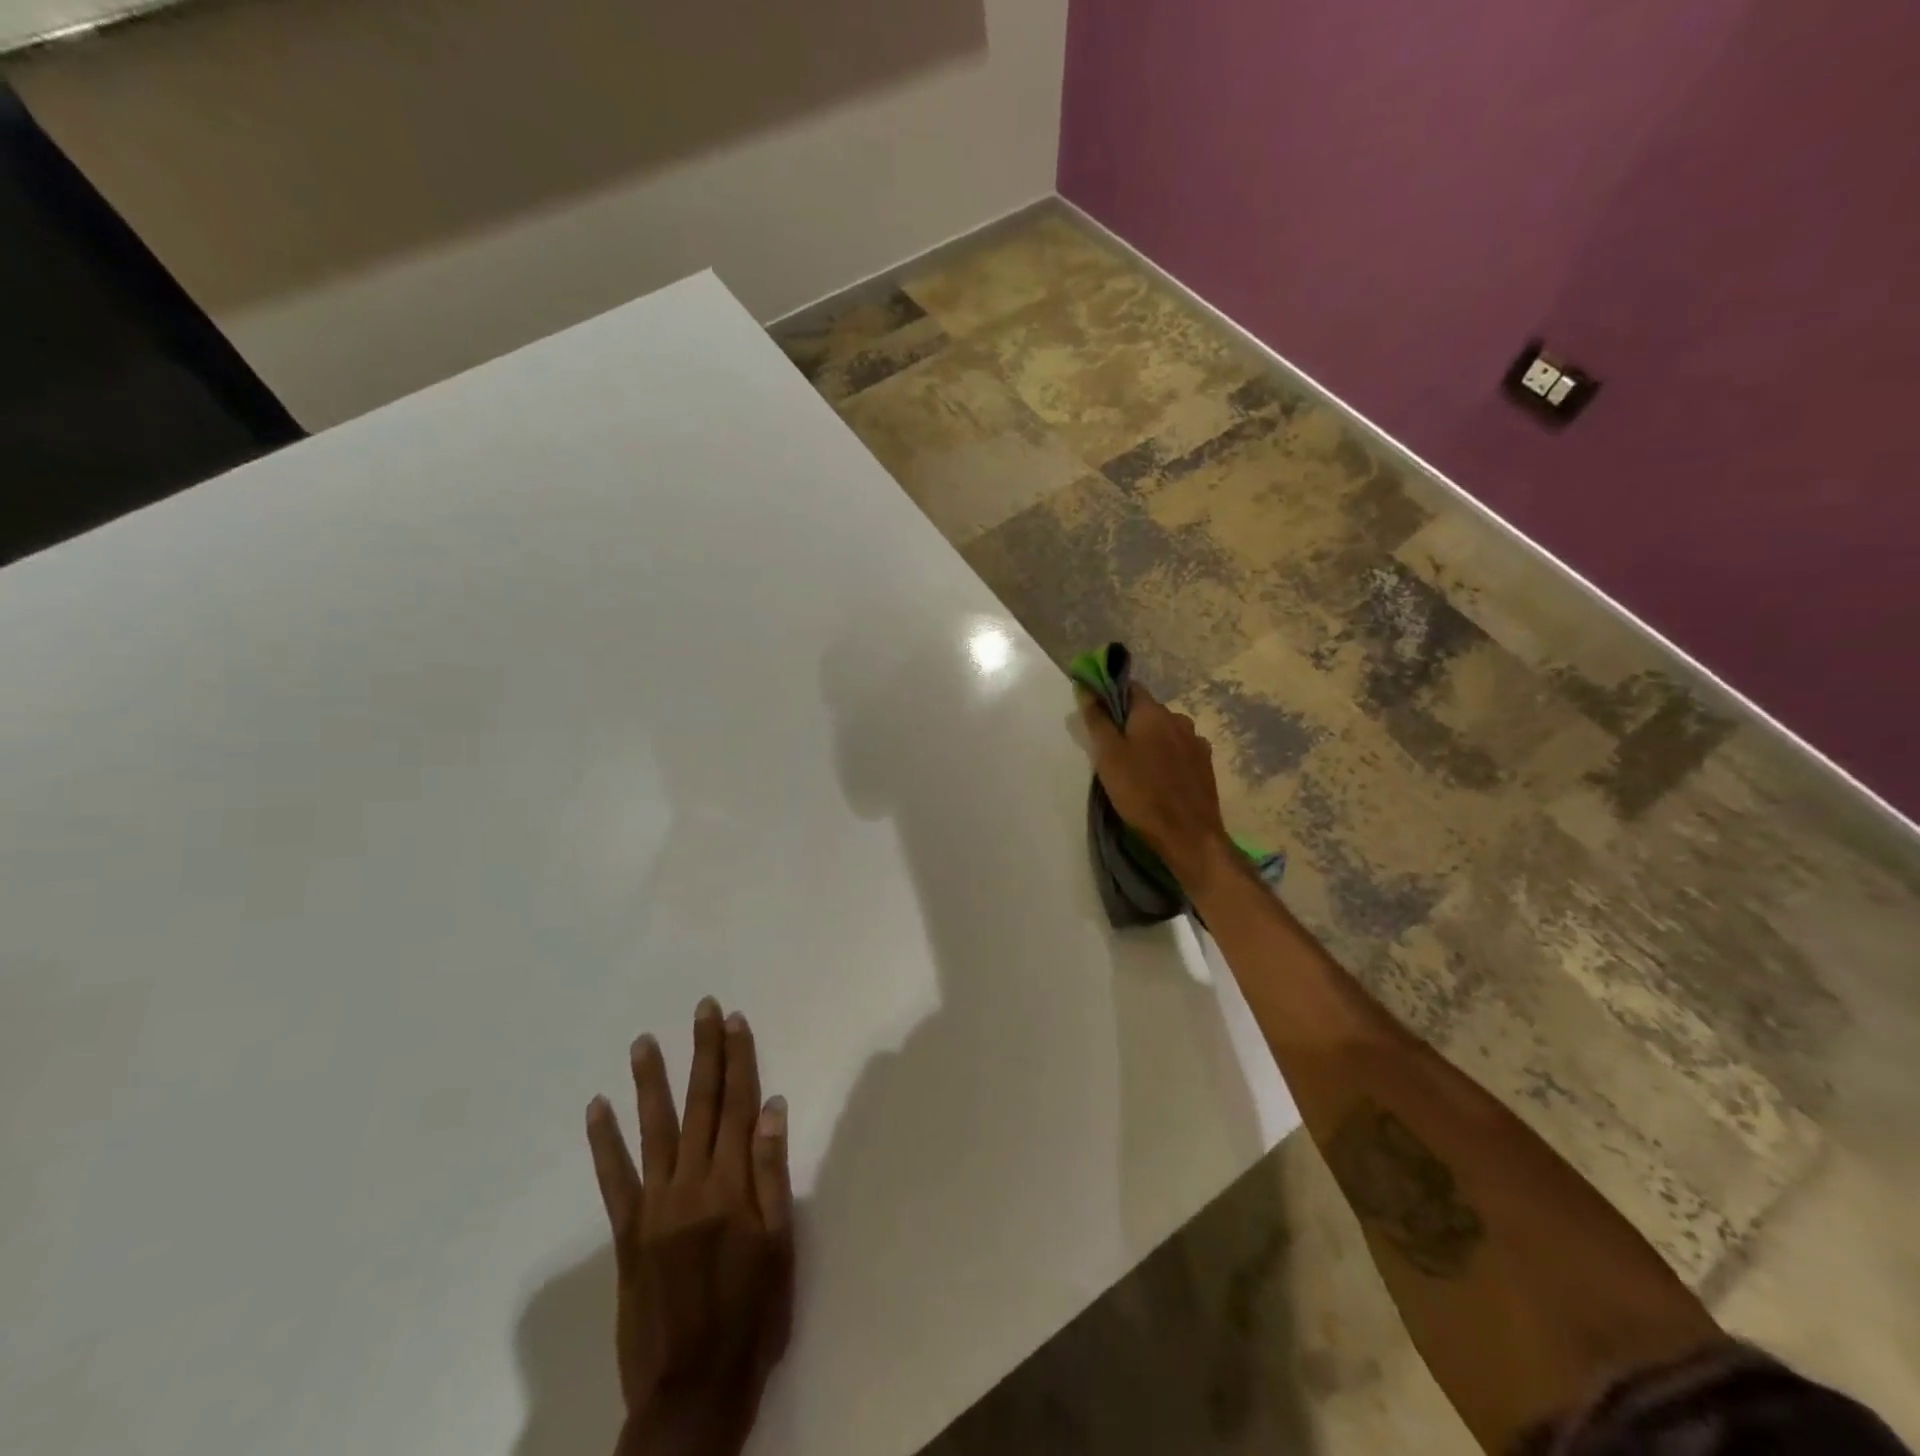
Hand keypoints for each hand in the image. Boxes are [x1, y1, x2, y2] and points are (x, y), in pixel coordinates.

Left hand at [586, 999, 794, 1455]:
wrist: (692, 1392)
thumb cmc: (752, 1317)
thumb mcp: (780, 1247)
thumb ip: (772, 1173)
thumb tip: (772, 1106)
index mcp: (733, 1186)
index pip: (739, 1106)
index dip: (739, 1060)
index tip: (735, 1021)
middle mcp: (692, 1185)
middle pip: (701, 1106)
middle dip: (704, 1053)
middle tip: (702, 1010)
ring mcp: (655, 1207)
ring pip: (654, 1130)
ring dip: (651, 1082)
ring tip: (643, 1042)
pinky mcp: (628, 1234)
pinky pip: (613, 1179)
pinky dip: (604, 1142)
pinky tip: (597, 1108)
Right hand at [1079, 683, 1234, 885]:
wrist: (1188, 834)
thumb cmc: (1141, 792)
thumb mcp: (1108, 756)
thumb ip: (1097, 720)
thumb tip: (1087, 690)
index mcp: (1153, 712)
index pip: (1130, 688)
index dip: (1111, 698)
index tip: (1098, 717)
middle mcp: (1178, 719)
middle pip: (1148, 712)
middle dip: (1130, 724)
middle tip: (1113, 751)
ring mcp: (1196, 741)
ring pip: (1166, 732)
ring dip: (1151, 742)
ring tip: (1137, 768)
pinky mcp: (1206, 764)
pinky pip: (1180, 751)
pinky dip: (1168, 758)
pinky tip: (1161, 778)